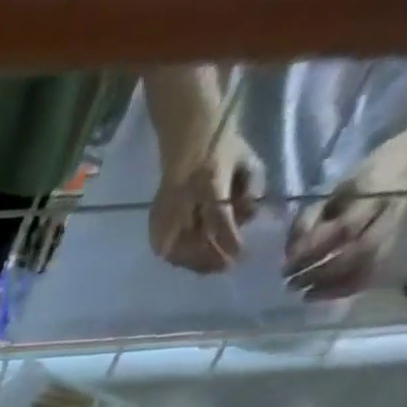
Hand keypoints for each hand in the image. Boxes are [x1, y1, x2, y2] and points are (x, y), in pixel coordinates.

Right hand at [149, 131, 264, 273]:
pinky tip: (187, 260)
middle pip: (192, 241)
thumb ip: (251, 190)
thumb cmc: (223, 147)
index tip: (240, 256)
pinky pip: (162, 246)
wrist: (188, 138)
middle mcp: (183, 201)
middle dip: (208, 258)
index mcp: (209, 183)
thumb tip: (247, 220)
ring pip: (175, 248)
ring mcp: (165, 212)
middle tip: (224, 268)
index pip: (218, 219)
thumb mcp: (247, 161)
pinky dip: (175, 257)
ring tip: (207, 268)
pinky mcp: (155, 219)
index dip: (228, 240)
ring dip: (191, 261)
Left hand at [285, 144, 406, 299]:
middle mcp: (387, 212)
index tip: (286, 269)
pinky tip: (328, 296)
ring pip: (370, 263)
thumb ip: (308, 221)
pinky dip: (351, 286)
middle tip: (292, 286)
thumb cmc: (358, 181)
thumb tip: (289, 255)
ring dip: (336, 285)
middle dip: (321, 273)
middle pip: (359, 251)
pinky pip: (376, 269)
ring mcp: (395, 227)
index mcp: (370, 194)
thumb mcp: (329, 192)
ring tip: (307, 296)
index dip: (313, 252)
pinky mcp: (396, 239)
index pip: (343, 229)